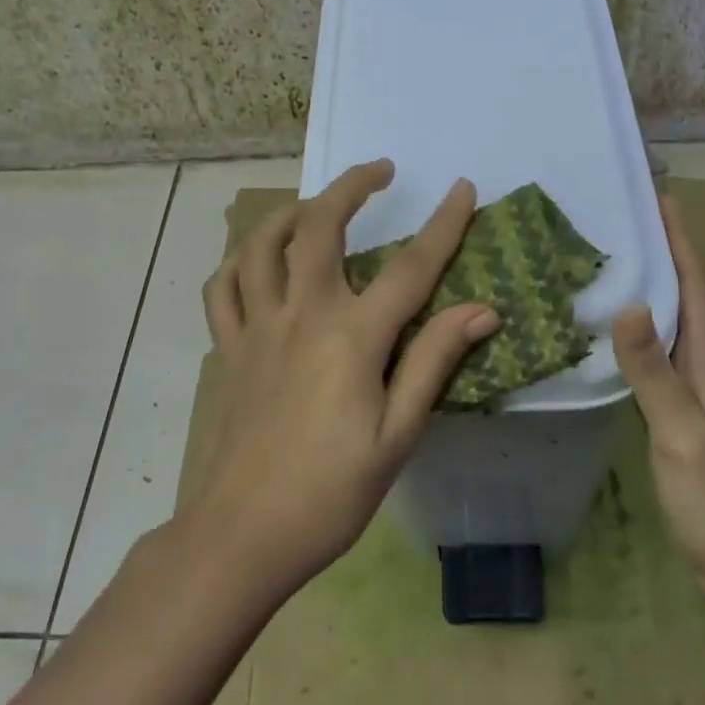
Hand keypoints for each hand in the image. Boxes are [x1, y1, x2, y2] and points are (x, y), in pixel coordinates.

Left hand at [190, 159, 499, 595]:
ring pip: (263, 245)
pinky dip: (239, 261)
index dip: (443, 225)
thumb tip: (480, 309)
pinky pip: (223, 289)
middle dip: (351, 187)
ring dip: (292, 211)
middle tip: (379, 170)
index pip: (410, 267)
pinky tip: (257, 259)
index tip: (463, 189)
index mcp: (351, 337)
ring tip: (318, 204)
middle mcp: (302, 315)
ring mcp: (258, 328)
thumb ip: (433, 361)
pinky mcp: (230, 349)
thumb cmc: (331, 492)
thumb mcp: (397, 434)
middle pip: (320, 228)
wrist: (244, 535)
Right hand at [613, 194, 704, 596]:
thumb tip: (628, 303)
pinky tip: (607, 330)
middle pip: (683, 295)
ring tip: (608, 259)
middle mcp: (700, 367)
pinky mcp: (673, 412)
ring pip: (667, 322)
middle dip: (661, 251)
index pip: (695, 288)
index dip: (681, 242)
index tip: (660, 198)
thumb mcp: (682, 433)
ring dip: (647, 285)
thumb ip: (655, 373)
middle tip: (621, 218)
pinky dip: (634, 328)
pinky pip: (652, 353)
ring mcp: (689, 391)